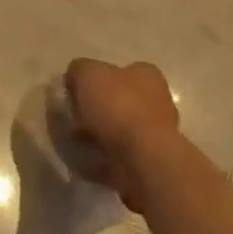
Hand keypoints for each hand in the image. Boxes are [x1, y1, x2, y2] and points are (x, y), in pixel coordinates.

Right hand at [63, 57, 181, 211]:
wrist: (143, 160)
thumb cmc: (118, 107)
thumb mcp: (87, 74)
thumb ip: (79, 70)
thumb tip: (75, 79)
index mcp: (147, 75)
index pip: (122, 71)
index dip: (98, 79)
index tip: (77, 91)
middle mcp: (157, 101)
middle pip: (121, 101)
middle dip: (98, 110)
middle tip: (75, 118)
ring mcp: (156, 135)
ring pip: (120, 130)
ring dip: (100, 136)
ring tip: (77, 142)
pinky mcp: (149, 162)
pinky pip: (120, 157)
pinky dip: (104, 159)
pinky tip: (87, 160)